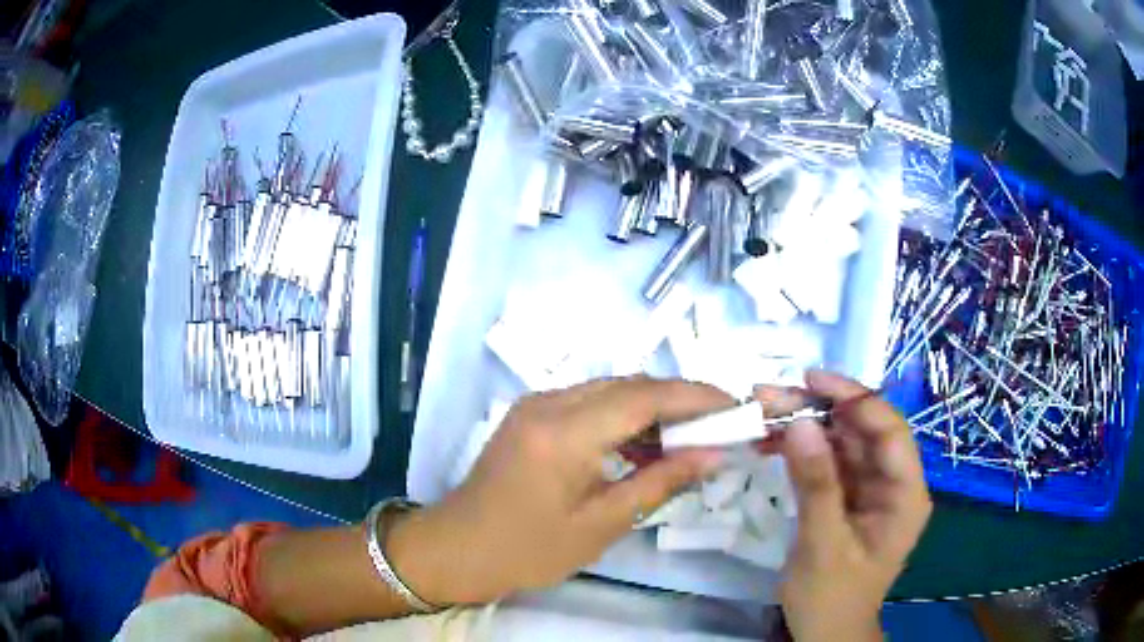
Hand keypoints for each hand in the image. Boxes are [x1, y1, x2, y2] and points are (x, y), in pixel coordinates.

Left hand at [389, 377, 730, 604]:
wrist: (457, 548)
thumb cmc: (528, 550)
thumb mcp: (601, 525)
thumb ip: (660, 482)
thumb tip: (713, 455)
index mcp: (564, 433)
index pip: (645, 396)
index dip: (696, 396)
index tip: (735, 407)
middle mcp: (549, 402)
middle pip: (630, 384)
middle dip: (680, 400)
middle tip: (719, 425)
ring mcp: (536, 403)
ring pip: (611, 389)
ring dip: (652, 408)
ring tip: (688, 439)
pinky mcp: (531, 413)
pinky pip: (589, 402)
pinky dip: (623, 416)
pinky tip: (643, 446)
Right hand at [759, 371, 931, 641]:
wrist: (824, 633)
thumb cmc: (832, 598)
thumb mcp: (823, 546)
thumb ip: (815, 485)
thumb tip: (800, 423)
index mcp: (905, 495)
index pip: (889, 430)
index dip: (855, 399)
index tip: (811, 380)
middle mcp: (892, 483)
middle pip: (862, 430)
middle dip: (820, 409)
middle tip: (772, 395)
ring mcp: (868, 489)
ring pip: (841, 441)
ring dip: (806, 425)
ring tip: (764, 410)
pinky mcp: (846, 497)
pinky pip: (826, 462)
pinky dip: (801, 449)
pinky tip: (772, 439)